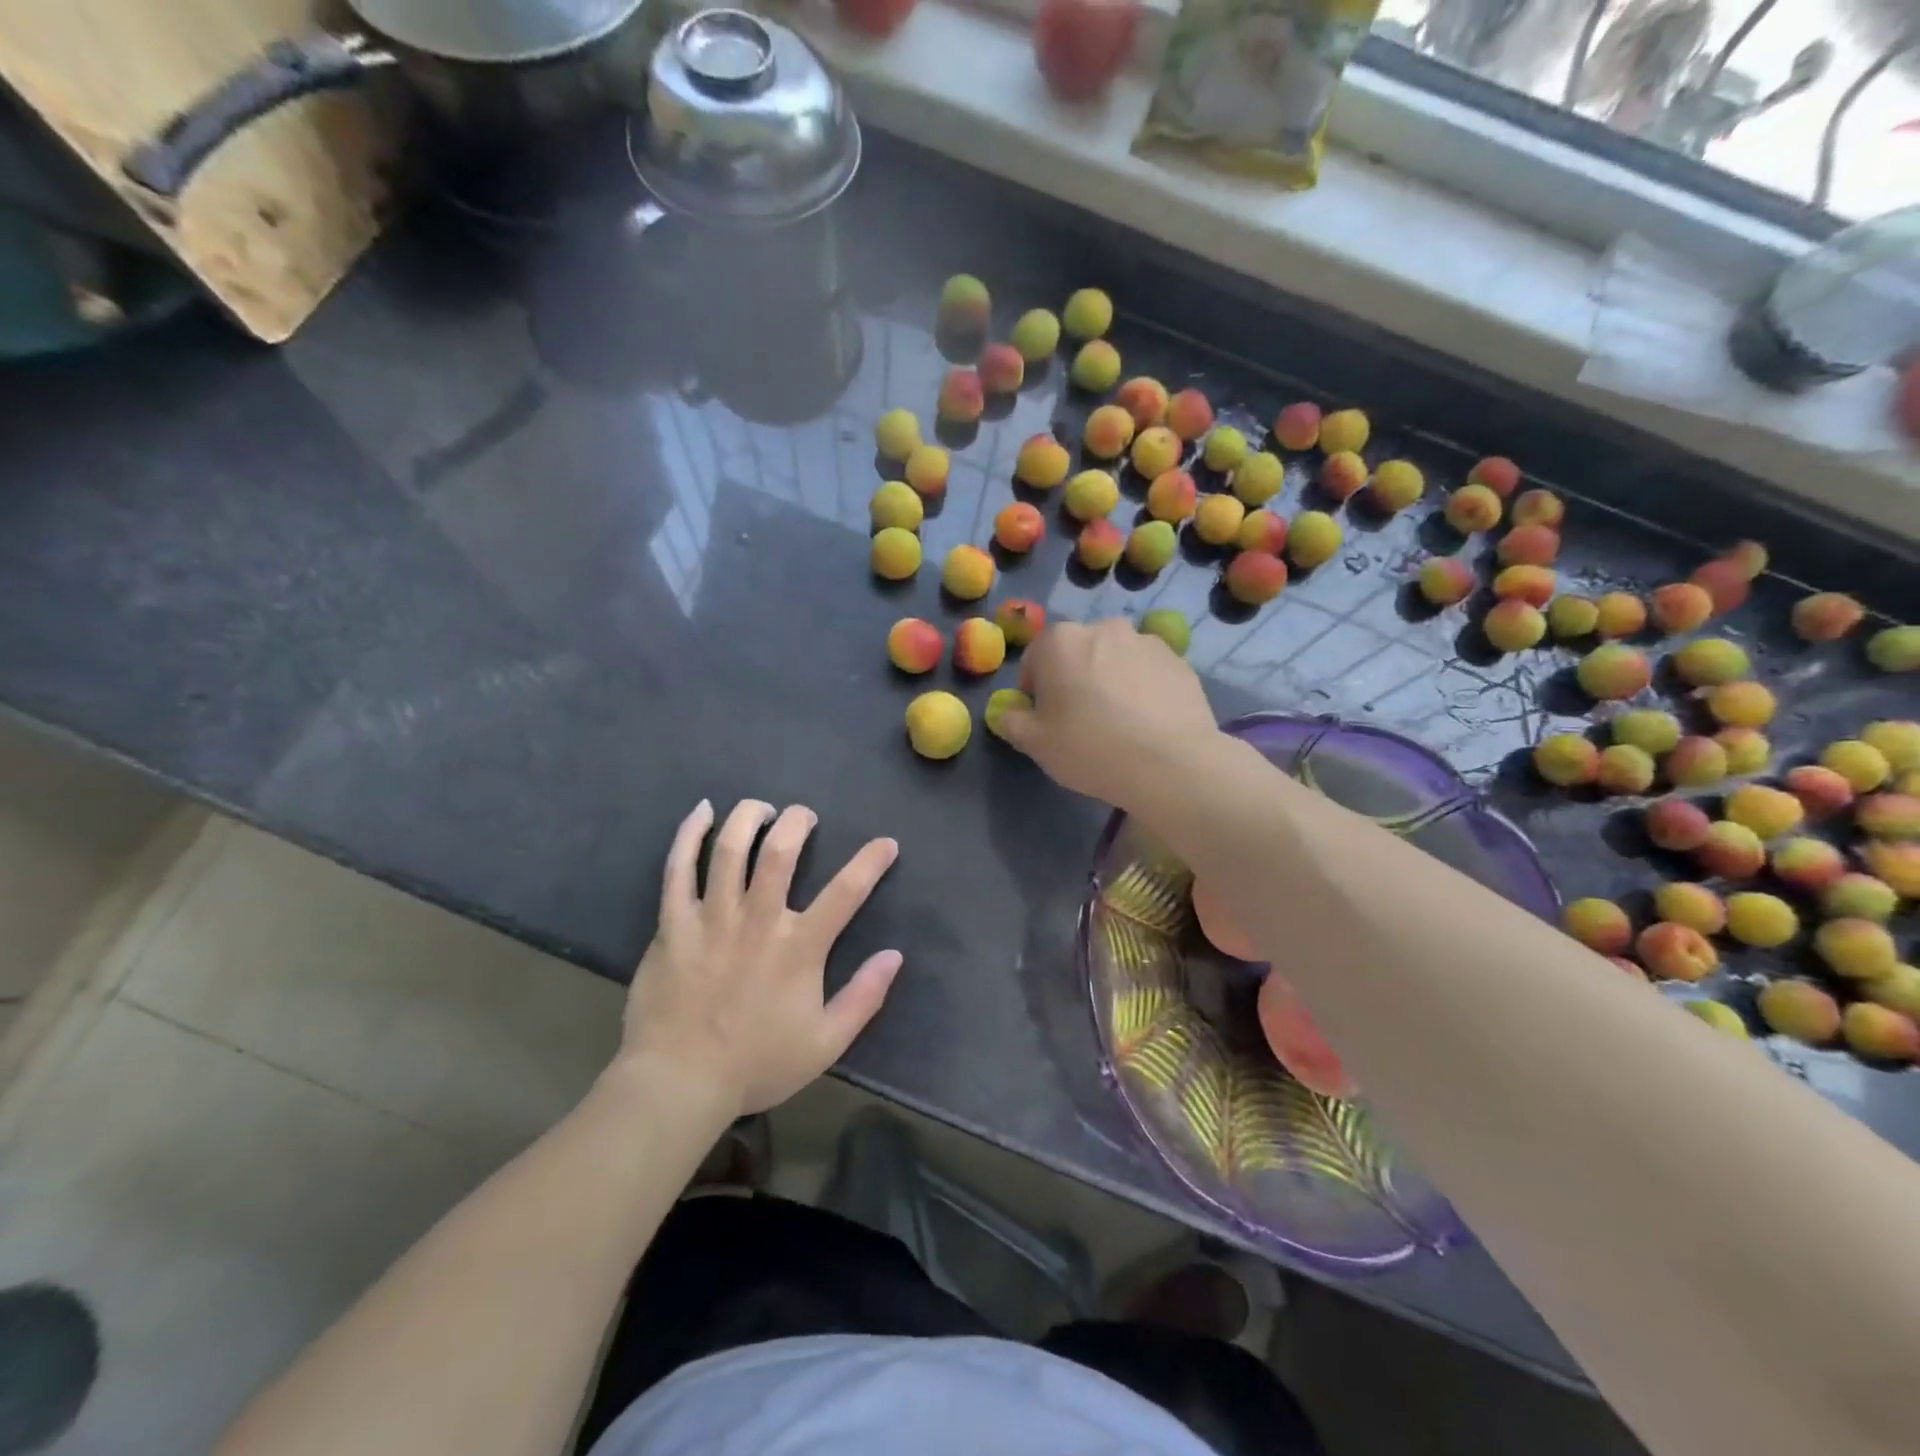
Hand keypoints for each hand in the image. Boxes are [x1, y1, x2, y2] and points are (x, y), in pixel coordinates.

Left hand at [620, 799, 900, 1117]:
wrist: (678, 1085)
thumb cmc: (756, 1064)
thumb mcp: (825, 1043)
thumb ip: (864, 998)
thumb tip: (895, 955)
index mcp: (799, 947)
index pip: (846, 892)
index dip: (872, 861)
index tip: (886, 843)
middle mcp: (758, 921)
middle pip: (780, 851)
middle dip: (797, 822)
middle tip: (803, 817)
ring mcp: (711, 919)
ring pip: (729, 849)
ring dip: (748, 818)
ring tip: (760, 808)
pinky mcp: (673, 925)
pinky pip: (677, 870)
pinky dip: (688, 835)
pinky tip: (701, 812)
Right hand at [997, 618, 1218, 809]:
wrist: (1171, 763)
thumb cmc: (1090, 748)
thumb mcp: (1036, 744)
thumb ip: (1012, 721)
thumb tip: (1008, 711)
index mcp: (1060, 641)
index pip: (1034, 659)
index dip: (1034, 690)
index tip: (1045, 719)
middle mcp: (1103, 628)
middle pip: (1077, 653)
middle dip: (1073, 678)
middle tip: (1080, 720)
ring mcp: (1145, 641)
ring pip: (1114, 659)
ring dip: (1109, 680)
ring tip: (1118, 722)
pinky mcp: (1178, 660)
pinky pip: (1147, 672)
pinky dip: (1141, 688)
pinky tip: (1146, 723)